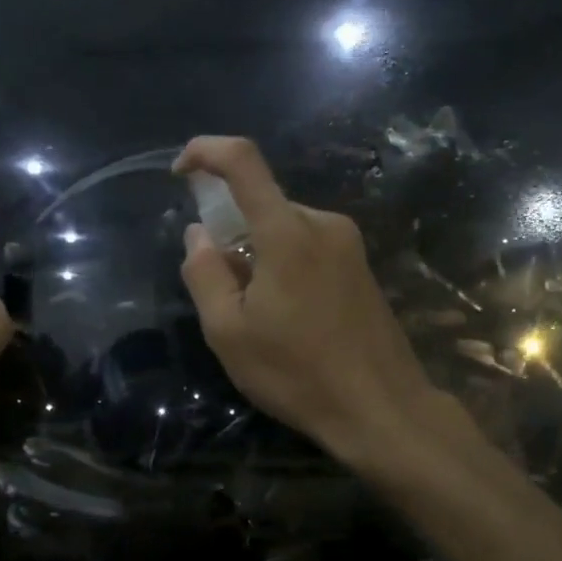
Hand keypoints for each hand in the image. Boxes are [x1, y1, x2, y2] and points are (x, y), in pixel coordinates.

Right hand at [175, 137, 447, 467]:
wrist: (381, 408)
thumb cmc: (297, 373)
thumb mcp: (229, 331)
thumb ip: (204, 273)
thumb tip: (199, 233)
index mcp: (287, 231)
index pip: (243, 161)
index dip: (205, 152)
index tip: (180, 172)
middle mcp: (323, 223)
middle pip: (262, 203)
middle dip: (230, 230)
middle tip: (221, 289)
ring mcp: (349, 244)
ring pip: (284, 228)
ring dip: (258, 253)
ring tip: (257, 314)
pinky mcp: (361, 266)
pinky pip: (308, 246)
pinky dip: (283, 264)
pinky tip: (287, 316)